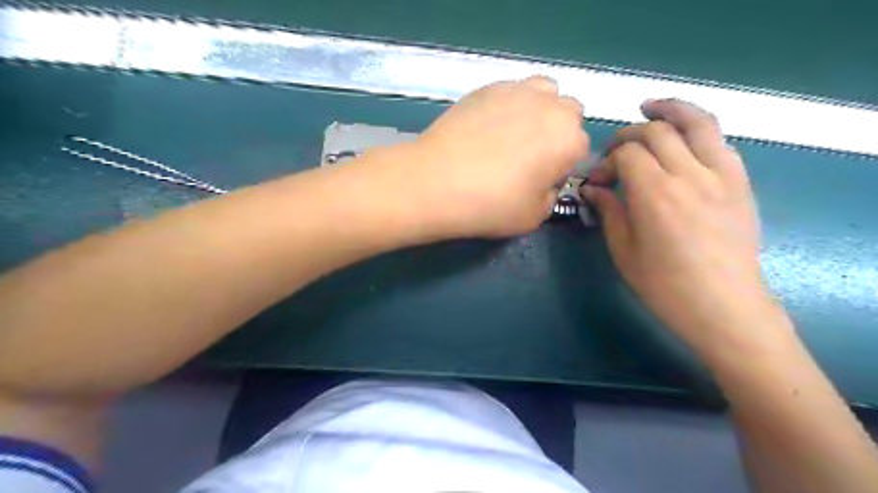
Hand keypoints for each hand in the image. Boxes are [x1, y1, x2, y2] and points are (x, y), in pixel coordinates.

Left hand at [387, 76, 584, 237]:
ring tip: (513, 133)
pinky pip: (511, 90)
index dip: (562, 165)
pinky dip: (509, 105)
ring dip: (539, 109)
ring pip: (543, 92)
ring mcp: (516, 91)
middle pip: (568, 112)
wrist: (436, 182)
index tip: (541, 179)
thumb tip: (544, 179)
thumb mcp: (534, 216)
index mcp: (568, 139)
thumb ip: (550, 195)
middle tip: (530, 155)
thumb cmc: (490, 205)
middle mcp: (550, 106)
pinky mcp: (487, 87)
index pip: (580, 148)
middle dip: (557, 131)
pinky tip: (487, 127)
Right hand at [586, 95, 776, 358]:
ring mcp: (722, 175)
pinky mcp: (741, 183)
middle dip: (628, 135)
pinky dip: (698, 131)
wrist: (724, 306)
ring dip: (670, 110)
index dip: (606, 160)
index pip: (627, 153)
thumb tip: (593, 188)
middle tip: (614, 152)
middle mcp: (690, 175)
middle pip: (657, 131)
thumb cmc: (665, 285)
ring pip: (698, 122)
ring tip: (650, 107)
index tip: (597, 180)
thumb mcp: (624, 251)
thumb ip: (609, 211)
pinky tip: (684, 139)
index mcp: (656, 195)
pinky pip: (720, 142)